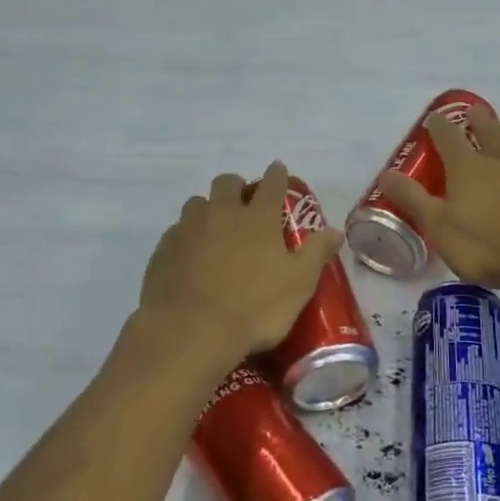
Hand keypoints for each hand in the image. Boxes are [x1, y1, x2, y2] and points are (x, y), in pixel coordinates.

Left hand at [139, 162, 343, 359]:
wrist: (190, 330)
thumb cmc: (254, 307)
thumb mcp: (298, 284)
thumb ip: (316, 253)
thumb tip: (335, 230)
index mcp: (257, 218)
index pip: (271, 184)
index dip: (277, 174)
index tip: (278, 170)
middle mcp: (221, 213)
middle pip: (227, 183)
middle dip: (237, 187)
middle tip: (244, 205)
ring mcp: (188, 229)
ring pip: (197, 203)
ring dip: (208, 209)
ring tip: (215, 230)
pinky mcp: (164, 249)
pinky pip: (177, 231)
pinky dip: (187, 237)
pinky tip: (191, 257)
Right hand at [380, 106, 499, 296]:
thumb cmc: (484, 246)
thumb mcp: (437, 226)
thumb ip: (412, 199)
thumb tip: (386, 174)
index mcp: (468, 168)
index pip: (448, 137)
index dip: (439, 126)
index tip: (434, 119)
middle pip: (490, 131)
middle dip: (479, 120)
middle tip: (474, 113)